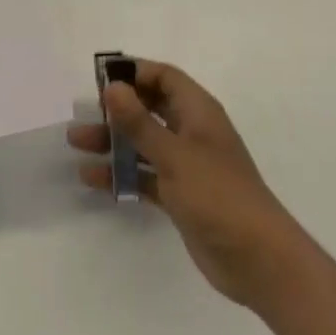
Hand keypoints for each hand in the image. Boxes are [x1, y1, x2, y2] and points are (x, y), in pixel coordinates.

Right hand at [67, 60, 308, 313]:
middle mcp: (191, 133)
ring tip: (76, 142)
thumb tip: (112, 86)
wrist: (259, 262)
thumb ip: (140, 122)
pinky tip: (92, 178)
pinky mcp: (180, 195)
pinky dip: (121, 174)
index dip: (134, 72)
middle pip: (150, 107)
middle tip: (84, 112)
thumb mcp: (174, 155)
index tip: (100, 79)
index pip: (164, 77)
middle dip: (116, 108)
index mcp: (198, 112)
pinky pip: (144, 175)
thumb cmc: (219, 195)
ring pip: (142, 142)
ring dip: (112, 141)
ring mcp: (186, 165)